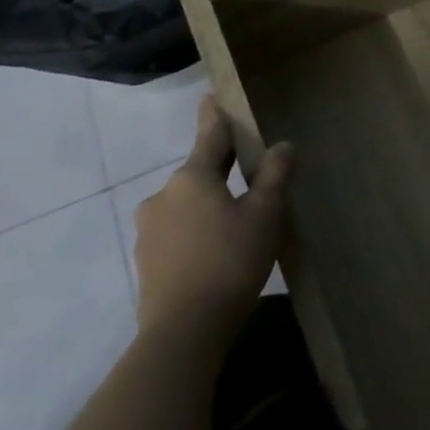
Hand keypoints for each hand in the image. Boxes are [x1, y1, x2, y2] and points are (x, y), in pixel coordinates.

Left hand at [132, 97, 291, 351]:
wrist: (183, 332)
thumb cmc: (230, 260)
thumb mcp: (265, 213)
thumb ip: (275, 175)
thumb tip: (282, 146)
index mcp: (191, 177)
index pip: (209, 135)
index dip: (214, 115)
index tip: (211, 96)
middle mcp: (163, 197)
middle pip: (198, 171)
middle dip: (221, 167)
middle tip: (249, 168)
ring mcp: (149, 231)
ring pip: (187, 203)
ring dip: (209, 202)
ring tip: (238, 218)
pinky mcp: (147, 262)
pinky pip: (178, 231)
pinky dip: (197, 229)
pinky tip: (218, 247)